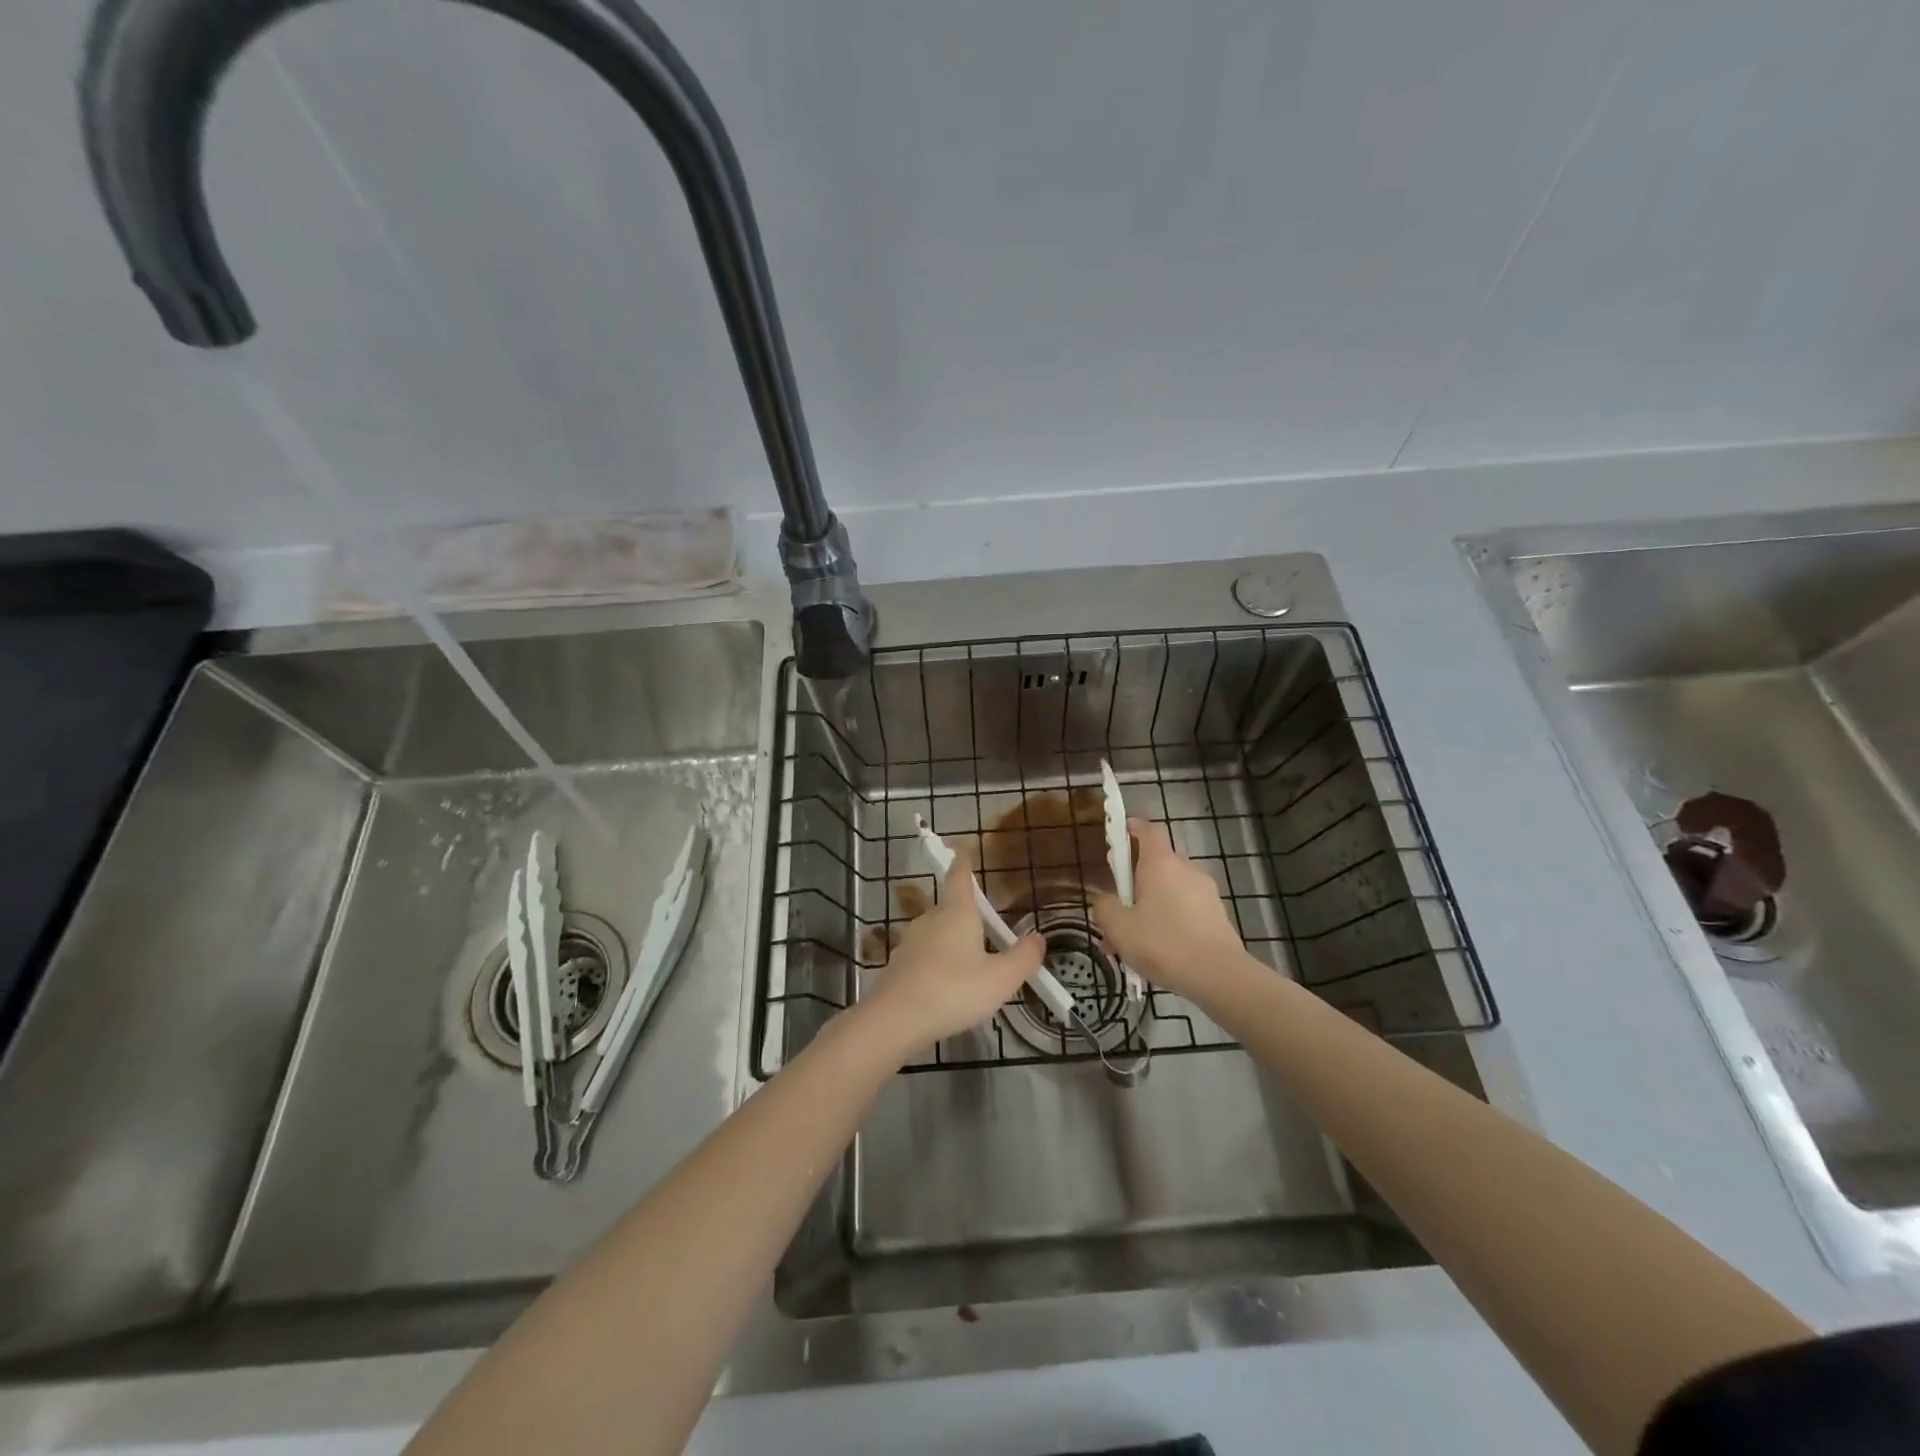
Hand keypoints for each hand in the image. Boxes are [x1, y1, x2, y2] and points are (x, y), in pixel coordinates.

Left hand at [861, 851, 1044, 1058]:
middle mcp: (931, 919)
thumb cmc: (953, 990)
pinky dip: (939, 964)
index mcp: (957, 913)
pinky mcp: (899, 965)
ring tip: (972, 965)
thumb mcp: (1000, 979)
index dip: (964, 861)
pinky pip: (925, 956)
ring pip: (937, 933)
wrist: (895, 1020)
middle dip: (967, 914)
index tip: (963, 847)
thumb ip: (1023, 958)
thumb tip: (1038, 938)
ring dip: (953, 942)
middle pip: (950, 907)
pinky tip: (949, 987)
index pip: (960, 877)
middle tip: (987, 929)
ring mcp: (911, 942)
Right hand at [1091, 818, 1244, 997]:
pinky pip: (1185, 909)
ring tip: (1132, 942)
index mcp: (1161, 862)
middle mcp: (1186, 869)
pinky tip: (1157, 953)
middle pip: (1157, 863)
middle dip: (1134, 882)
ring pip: (1170, 891)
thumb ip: (1104, 908)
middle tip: (1117, 909)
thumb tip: (1103, 901)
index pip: (1148, 830)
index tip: (1118, 833)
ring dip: (1150, 907)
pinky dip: (1168, 922)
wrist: (1219, 975)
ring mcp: (1205, 892)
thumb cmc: (1163, 942)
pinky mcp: (1217, 915)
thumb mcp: (1118, 927)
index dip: (1132, 827)